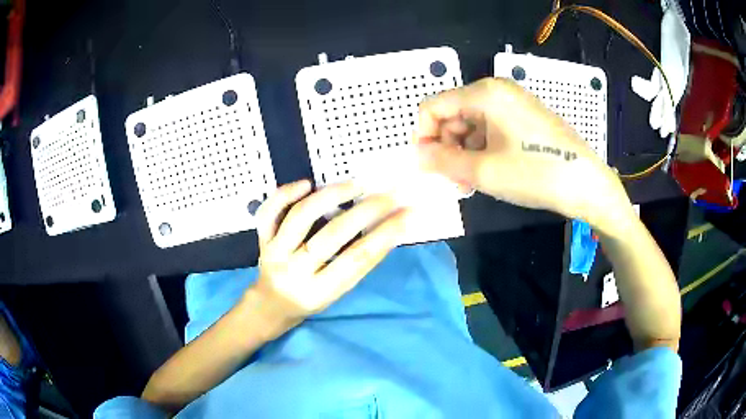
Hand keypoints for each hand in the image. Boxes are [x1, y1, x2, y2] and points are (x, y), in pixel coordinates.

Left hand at [250, 180, 406, 324]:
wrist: (271, 304)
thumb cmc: (311, 299)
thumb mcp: (337, 291)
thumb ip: (356, 264)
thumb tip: (386, 229)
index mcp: (320, 291)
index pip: (357, 259)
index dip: (385, 235)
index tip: (406, 214)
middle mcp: (295, 271)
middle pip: (332, 236)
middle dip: (365, 211)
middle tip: (388, 195)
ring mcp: (275, 252)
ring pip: (300, 217)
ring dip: (330, 196)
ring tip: (355, 185)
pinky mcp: (262, 239)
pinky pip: (268, 214)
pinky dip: (285, 195)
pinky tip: (306, 184)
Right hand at [415, 78, 630, 229]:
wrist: (586, 184)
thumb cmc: (536, 174)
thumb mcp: (483, 171)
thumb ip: (442, 161)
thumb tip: (417, 155)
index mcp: (484, 93)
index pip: (433, 106)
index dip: (423, 136)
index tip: (427, 166)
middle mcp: (497, 90)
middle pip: (452, 114)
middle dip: (446, 147)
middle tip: (454, 181)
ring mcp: (513, 102)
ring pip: (471, 124)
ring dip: (464, 152)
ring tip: (472, 182)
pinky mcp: (524, 117)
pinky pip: (491, 128)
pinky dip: (482, 149)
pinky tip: (489, 172)